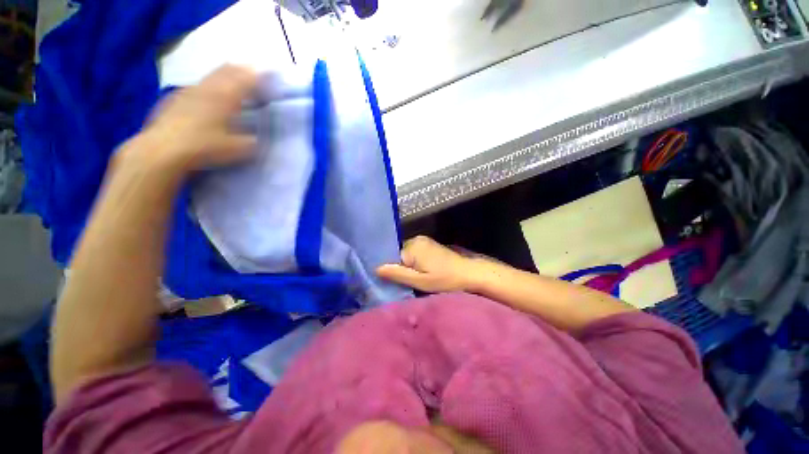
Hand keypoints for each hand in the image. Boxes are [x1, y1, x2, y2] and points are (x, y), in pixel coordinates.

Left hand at [120, 65, 258, 176]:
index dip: (258, 77)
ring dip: (224, 75)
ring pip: (210, 76)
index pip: (245, 80)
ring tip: (232, 77)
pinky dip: (207, 86)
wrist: (162, 150)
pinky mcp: (174, 99)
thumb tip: (257, 138)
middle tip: (252, 71)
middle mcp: (207, 89)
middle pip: (226, 71)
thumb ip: (252, 141)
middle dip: (241, 69)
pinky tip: (207, 95)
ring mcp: (188, 92)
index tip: (268, 77)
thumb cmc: (204, 147)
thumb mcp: (238, 149)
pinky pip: (196, 86)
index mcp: (225, 97)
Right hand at [376, 236, 481, 292]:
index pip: (392, 257)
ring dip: (408, 267)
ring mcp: (425, 241)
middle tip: (405, 283)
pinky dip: (415, 263)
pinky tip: (422, 273)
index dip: (392, 270)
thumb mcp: (421, 281)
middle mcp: (417, 239)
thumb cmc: (446, 279)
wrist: (471, 274)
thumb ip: (398, 274)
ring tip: (415, 280)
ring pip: (407, 255)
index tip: (393, 282)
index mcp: (413, 246)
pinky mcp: (431, 245)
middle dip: (400, 268)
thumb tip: (377, 268)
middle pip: (399, 255)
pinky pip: (415, 254)